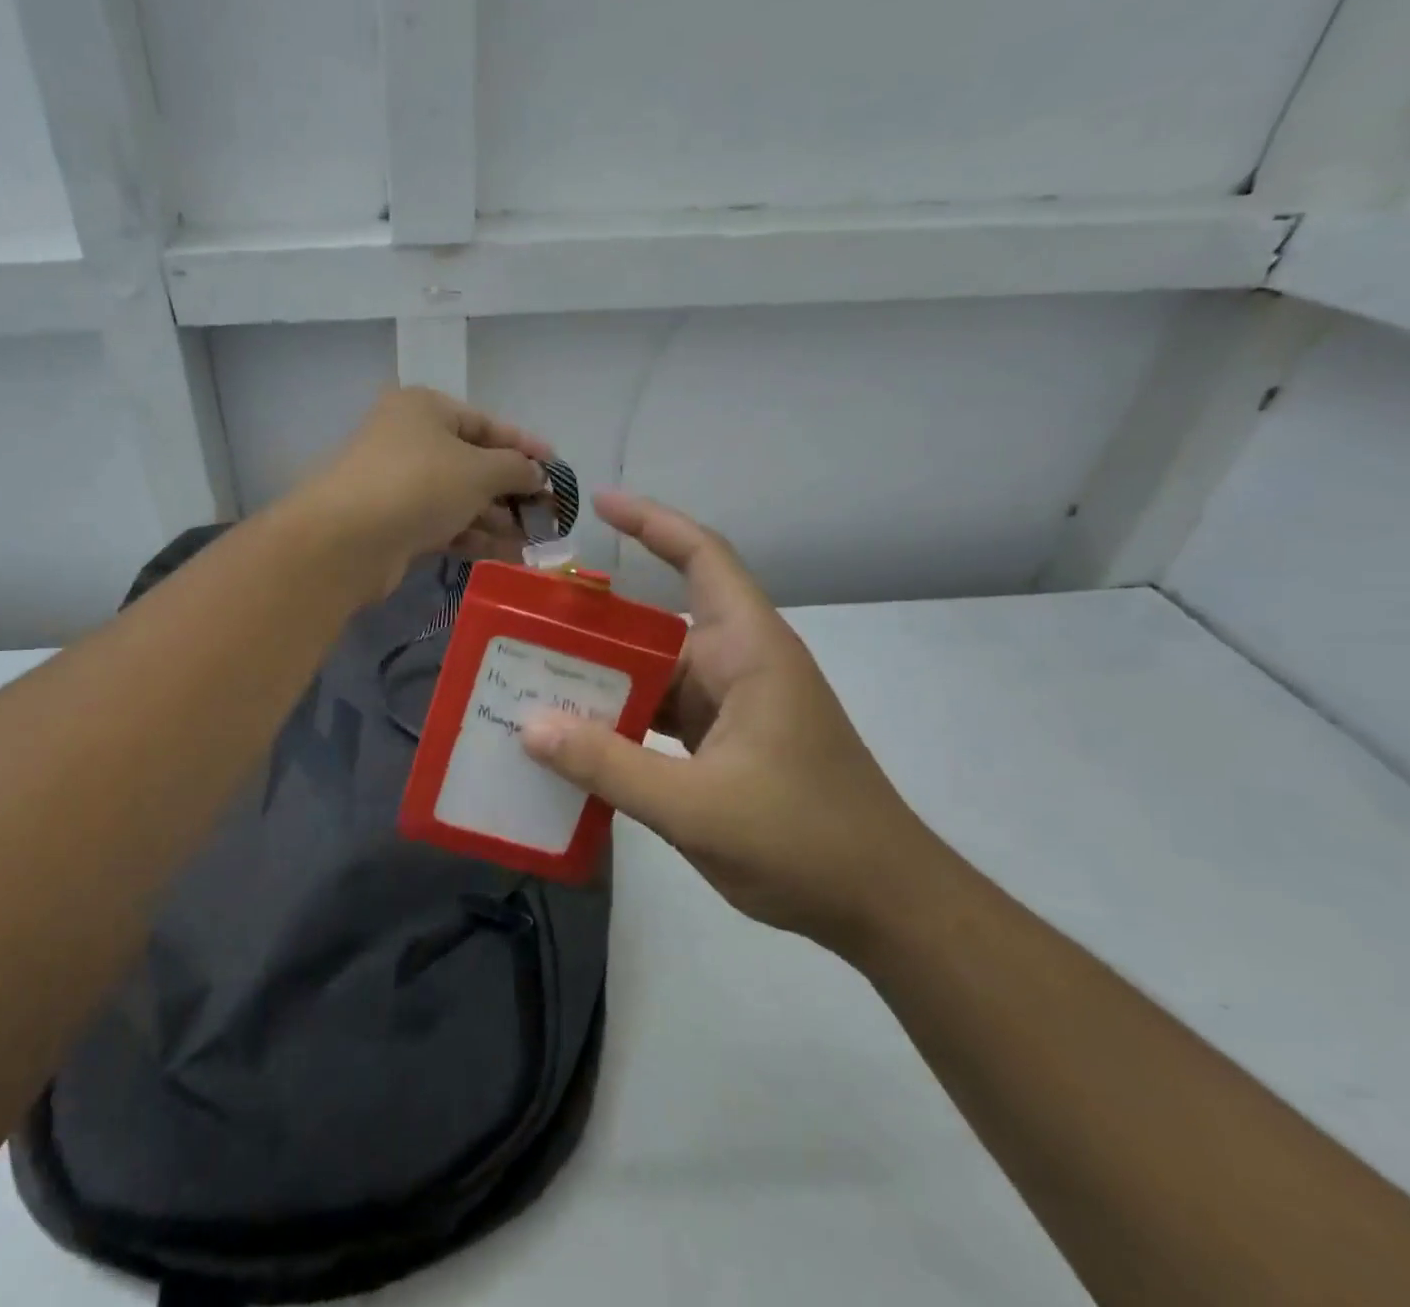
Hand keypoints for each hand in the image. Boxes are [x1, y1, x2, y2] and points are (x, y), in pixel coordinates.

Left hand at [297, 388, 552, 596]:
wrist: (348, 540)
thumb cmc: (419, 484)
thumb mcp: (480, 469)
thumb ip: (516, 468)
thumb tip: (537, 475)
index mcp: (424, 409)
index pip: (486, 423)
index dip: (525, 445)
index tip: (557, 467)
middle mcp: (409, 440)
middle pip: (473, 463)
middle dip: (513, 489)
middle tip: (551, 512)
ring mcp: (399, 484)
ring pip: (460, 498)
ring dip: (498, 517)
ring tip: (537, 538)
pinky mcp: (395, 524)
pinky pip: (445, 524)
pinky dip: (475, 536)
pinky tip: (509, 553)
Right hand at [519, 492, 938, 952]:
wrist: (883, 905)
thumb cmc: (804, 840)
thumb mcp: (696, 807)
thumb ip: (609, 767)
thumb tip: (529, 727)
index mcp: (749, 652)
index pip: (703, 558)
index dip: (653, 523)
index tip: (600, 505)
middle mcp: (740, 666)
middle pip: (660, 624)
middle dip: (597, 623)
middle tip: (527, 625)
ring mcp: (734, 707)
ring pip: (656, 674)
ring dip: (604, 679)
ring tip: (533, 683)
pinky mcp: (727, 744)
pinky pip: (662, 715)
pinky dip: (621, 721)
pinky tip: (575, 739)